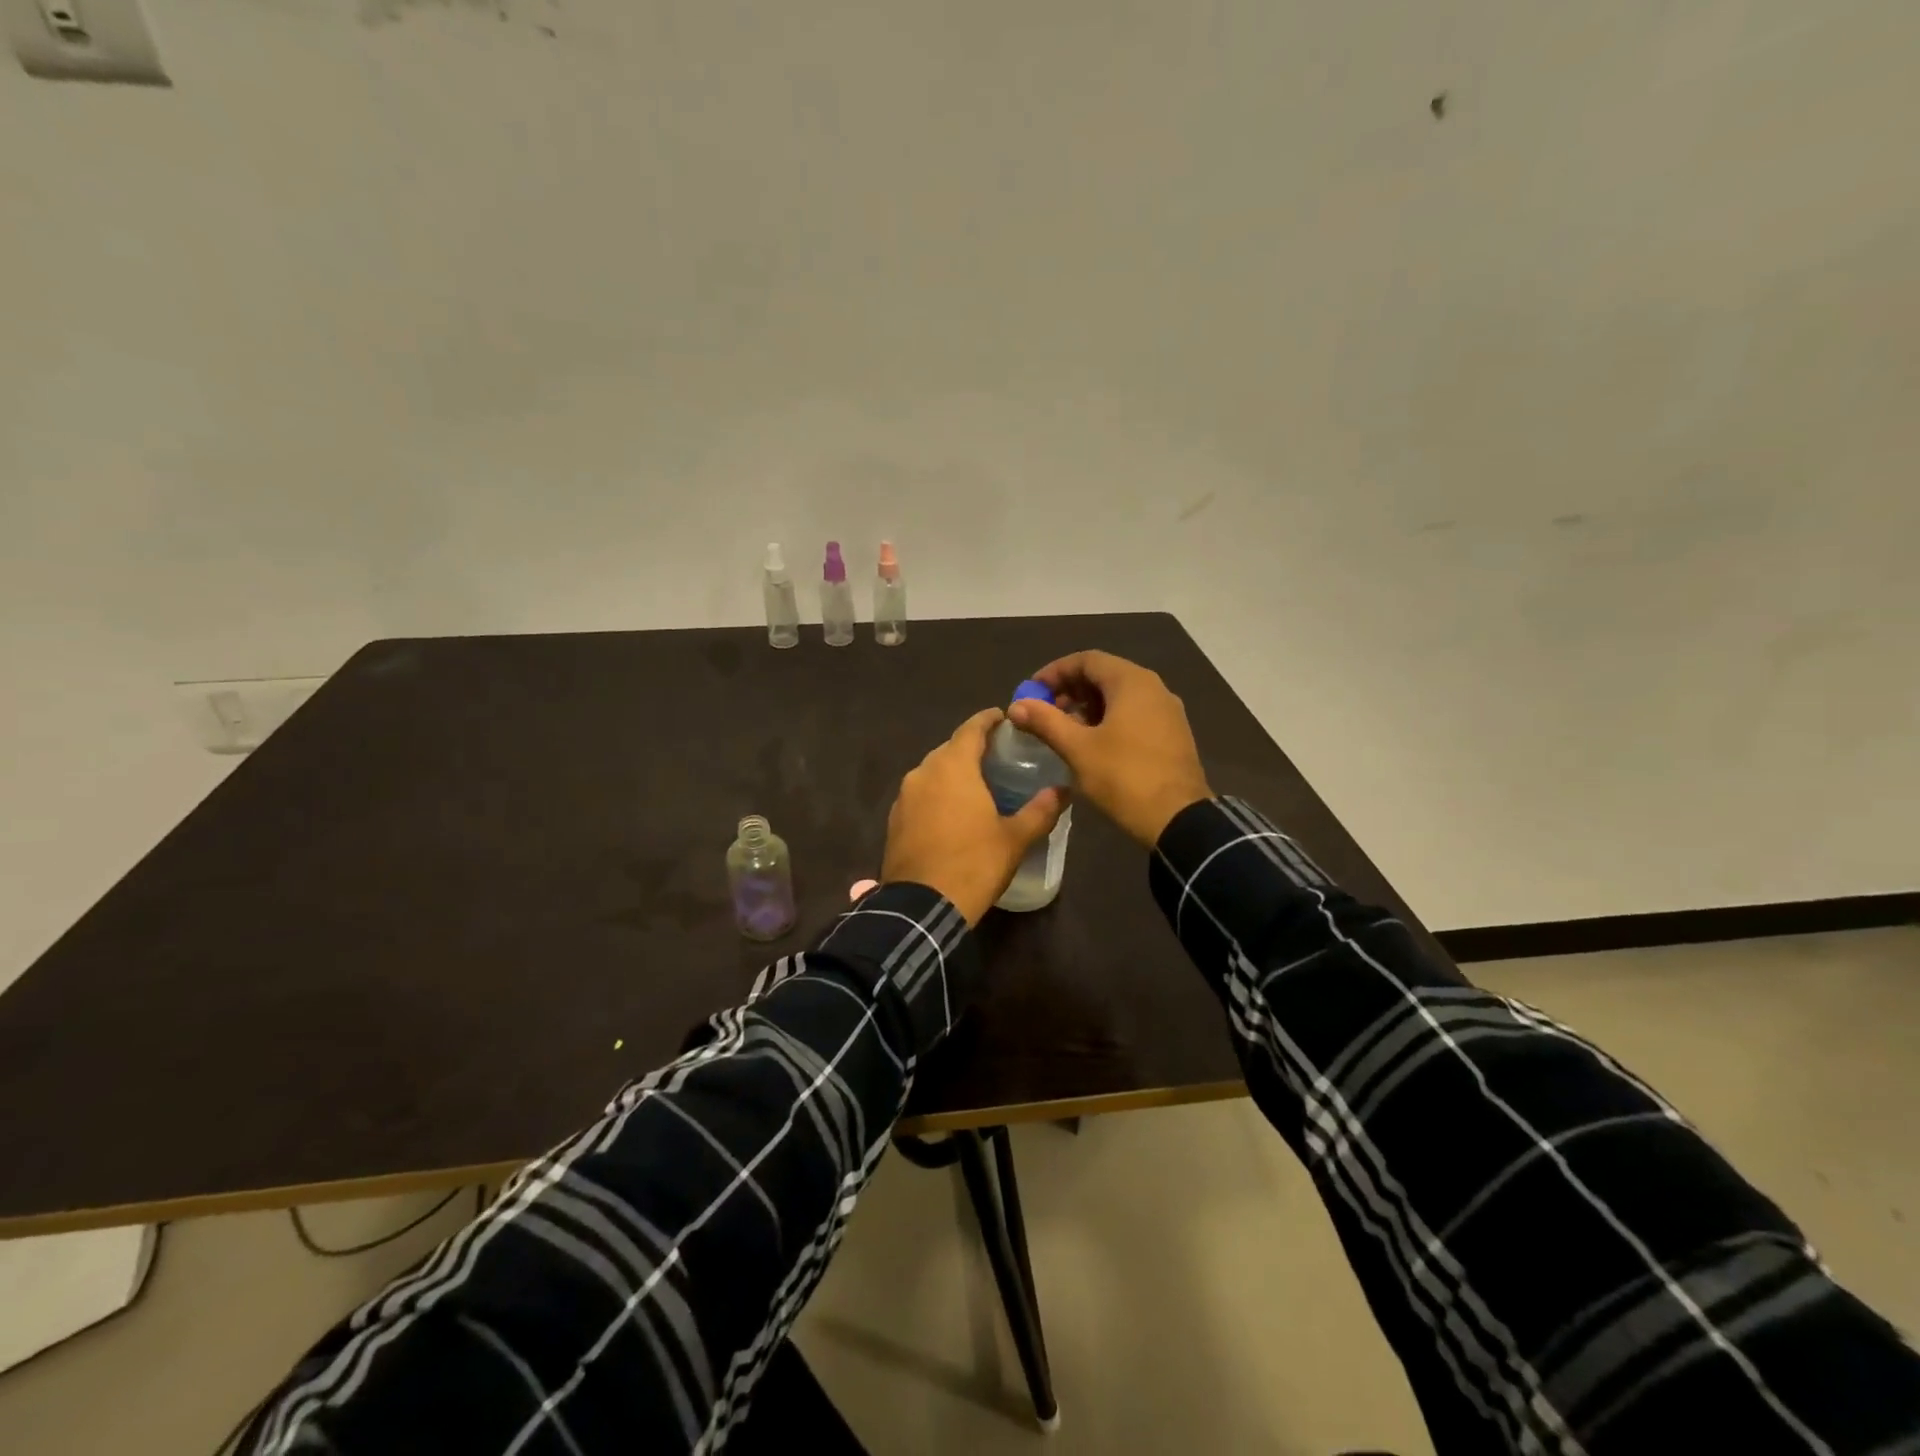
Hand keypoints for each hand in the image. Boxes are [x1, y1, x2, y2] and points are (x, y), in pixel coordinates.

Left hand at [881, 708, 1068, 923]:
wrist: (921, 906)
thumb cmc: (974, 863)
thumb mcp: (1015, 838)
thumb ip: (1040, 810)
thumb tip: (1064, 790)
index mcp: (953, 766)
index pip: (972, 728)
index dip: (989, 720)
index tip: (1005, 718)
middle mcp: (924, 771)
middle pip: (950, 748)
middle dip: (973, 748)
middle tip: (999, 757)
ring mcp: (904, 796)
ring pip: (933, 772)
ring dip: (953, 772)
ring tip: (978, 785)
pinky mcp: (894, 819)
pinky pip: (920, 795)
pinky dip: (938, 794)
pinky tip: (952, 812)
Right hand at [1007, 650, 1211, 846]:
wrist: (1179, 820)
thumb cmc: (1124, 777)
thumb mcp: (1078, 749)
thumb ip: (1045, 722)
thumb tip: (1016, 706)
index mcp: (1132, 682)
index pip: (1086, 660)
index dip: (1054, 672)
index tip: (1031, 692)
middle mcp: (1154, 688)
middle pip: (1104, 675)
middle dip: (1070, 690)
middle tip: (1045, 712)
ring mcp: (1167, 711)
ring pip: (1120, 696)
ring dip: (1088, 706)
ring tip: (1064, 730)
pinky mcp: (1172, 734)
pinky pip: (1135, 713)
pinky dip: (1109, 719)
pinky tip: (1092, 744)